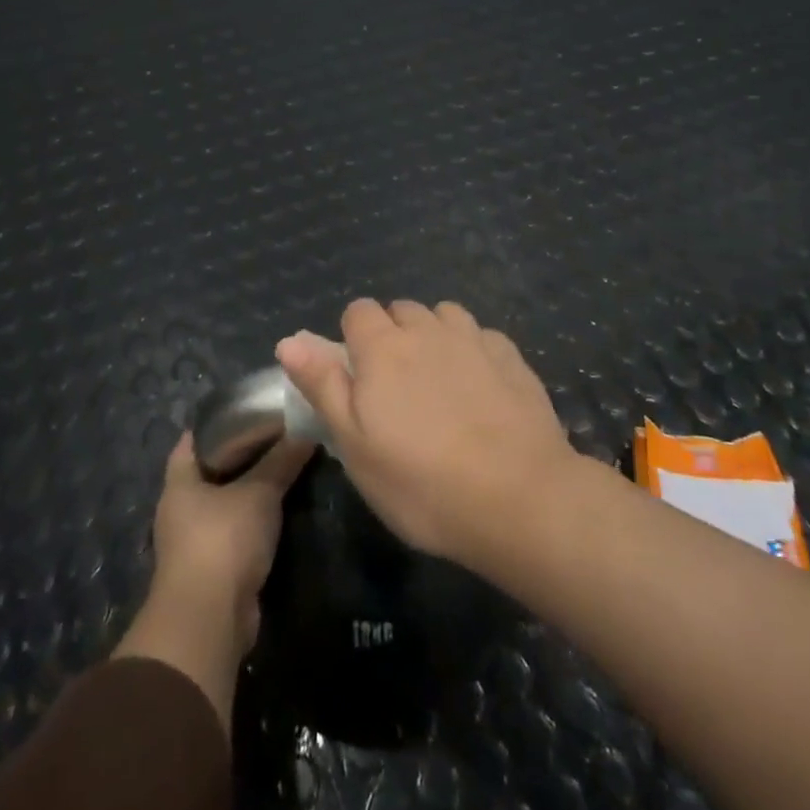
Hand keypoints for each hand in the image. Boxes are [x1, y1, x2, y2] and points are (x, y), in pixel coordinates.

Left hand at [114, 429, 311, 730]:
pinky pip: (238, 531)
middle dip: (244, 455)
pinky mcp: (215, 567)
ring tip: (289, 467)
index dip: (220, 421)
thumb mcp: (258, 493)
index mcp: (179, 482)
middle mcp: (182, 508)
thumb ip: (281, 462)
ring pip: (228, 502)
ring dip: (254, 490)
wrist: (209, 620)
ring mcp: (196, 540)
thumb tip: (305, 432)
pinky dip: (258, 520)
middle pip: (214, 469)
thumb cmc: (223, 541)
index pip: (195, 438)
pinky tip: (284, 508)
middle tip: (281, 435)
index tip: (252, 408)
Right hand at [277, 299, 577, 571]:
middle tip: (396, 389)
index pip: (358, 311)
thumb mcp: (353, 443)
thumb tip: (290, 339)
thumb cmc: (421, 482)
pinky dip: (473, 350)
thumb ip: (322, 384)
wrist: (519, 499)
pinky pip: (482, 336)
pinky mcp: (512, 357)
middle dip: (392, 335)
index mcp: (383, 347)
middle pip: (401, 310)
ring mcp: (474, 339)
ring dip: (434, 335)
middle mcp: (428, 329)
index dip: (353, 338)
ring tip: (438, 382)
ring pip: (444, 315)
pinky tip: (480, 387)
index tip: (358, 378)